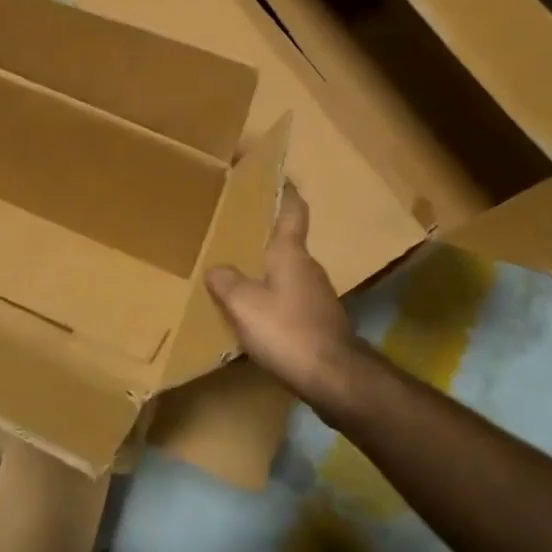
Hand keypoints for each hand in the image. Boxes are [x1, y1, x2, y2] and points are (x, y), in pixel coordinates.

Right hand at [206, 186, 361, 414]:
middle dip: (262, 235)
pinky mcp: (319, 321)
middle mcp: (308, 267)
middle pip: (285, 242)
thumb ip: (226, 281)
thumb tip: (217, 269)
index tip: (272, 173)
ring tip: (235, 273)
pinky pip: (289, 298)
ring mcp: (317, 295)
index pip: (292, 209)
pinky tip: (254, 313)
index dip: (284, 189)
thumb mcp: (243, 304)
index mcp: (291, 253)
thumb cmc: (288, 331)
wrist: (334, 378)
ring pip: (286, 272)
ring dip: (265, 270)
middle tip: (233, 230)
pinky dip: (272, 298)